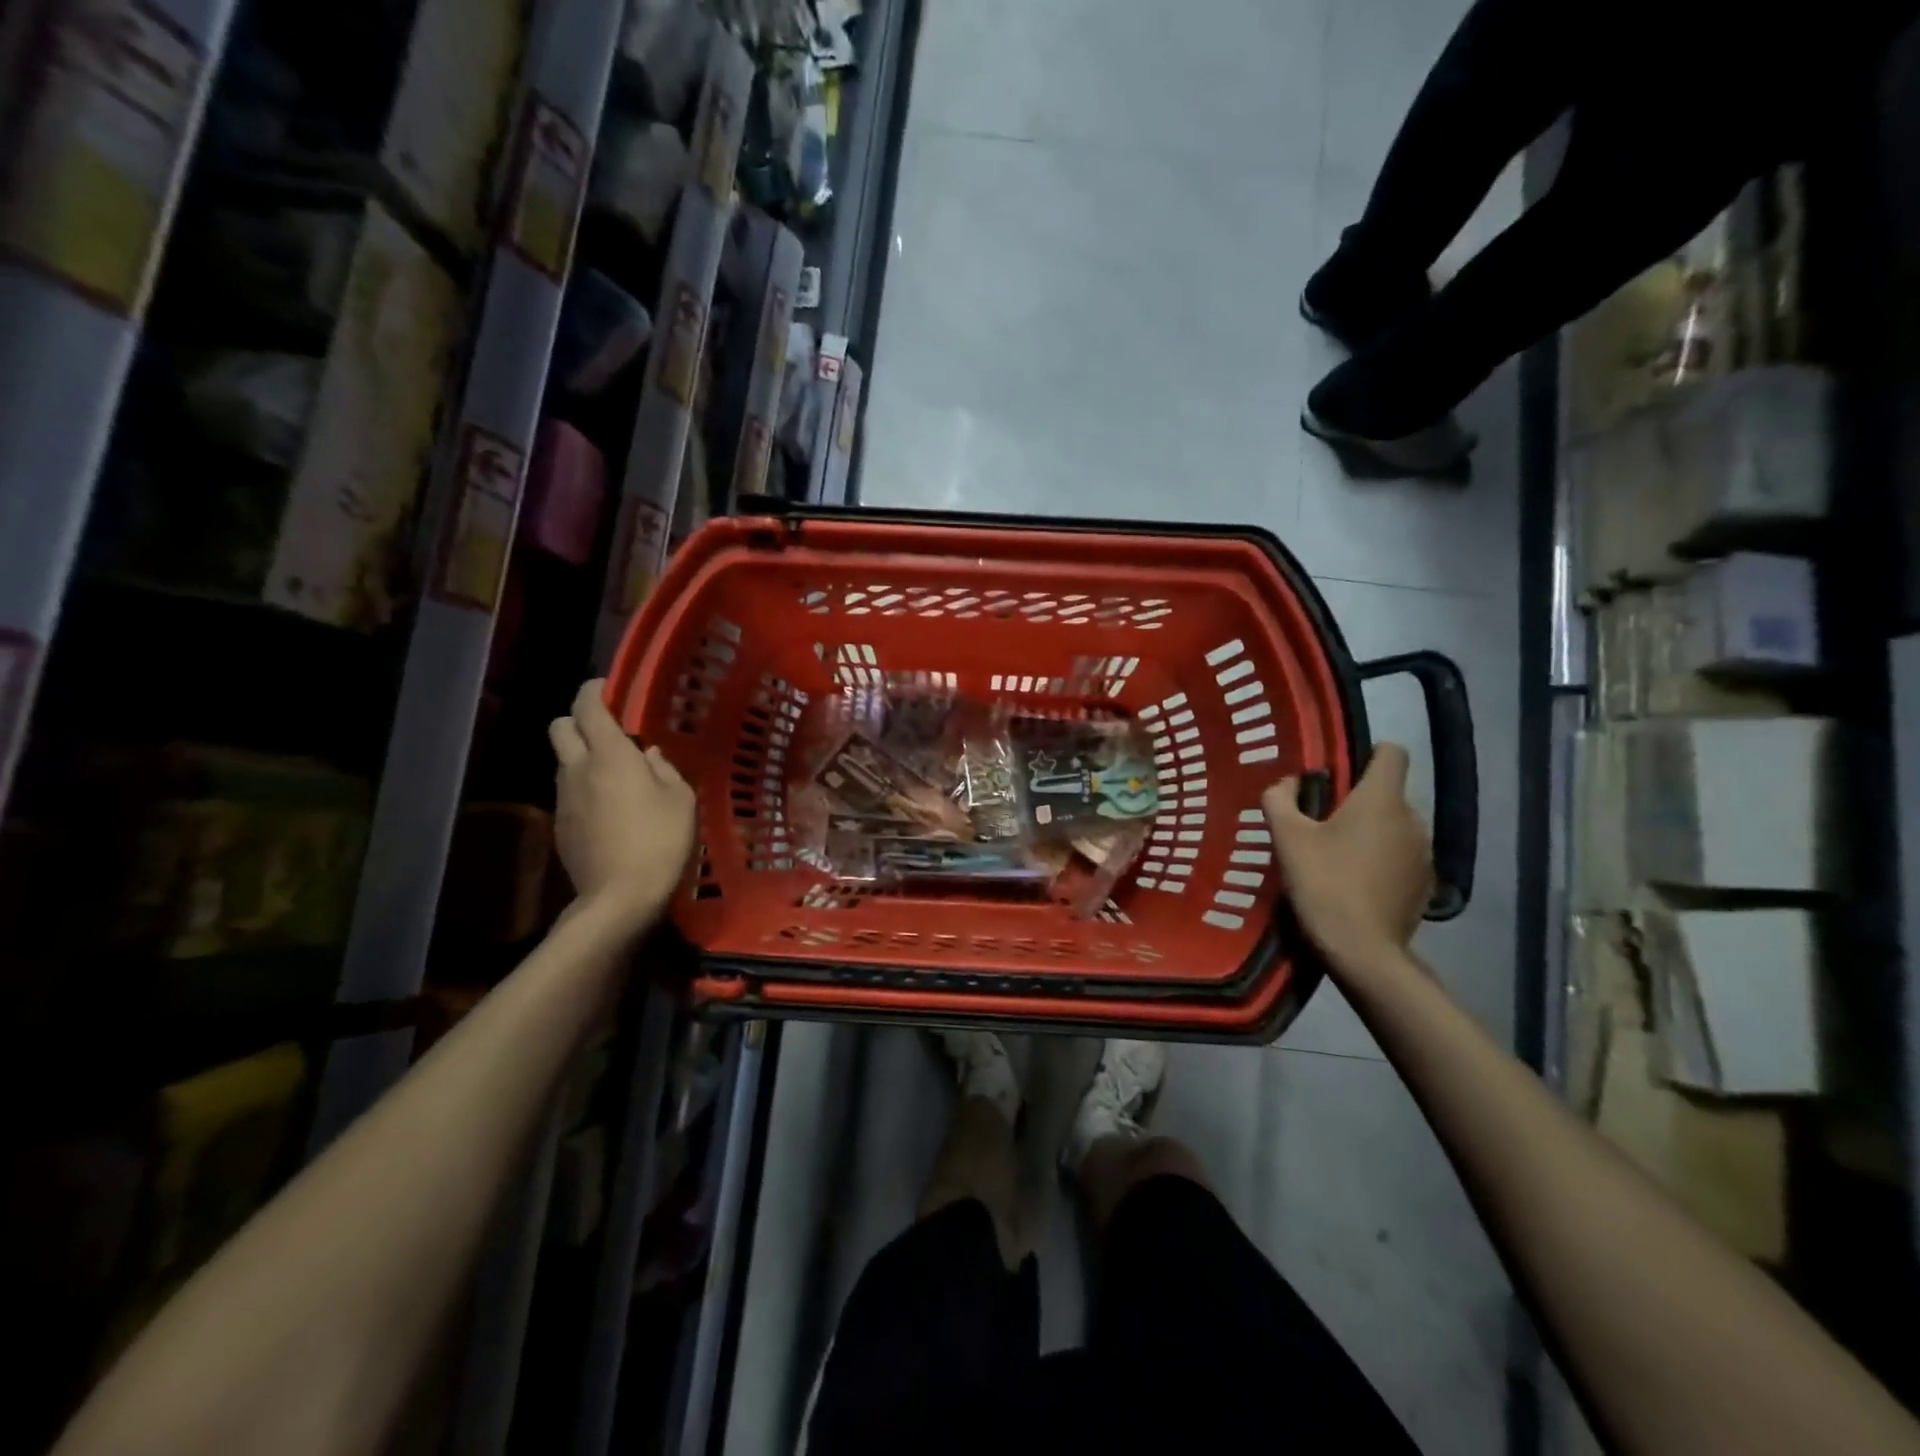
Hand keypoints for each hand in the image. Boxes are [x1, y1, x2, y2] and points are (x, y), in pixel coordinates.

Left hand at [549, 679, 696, 935]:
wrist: (619, 898)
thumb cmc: (660, 841)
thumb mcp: (681, 800)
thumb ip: (665, 769)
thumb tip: (648, 755)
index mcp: (609, 754)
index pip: (587, 705)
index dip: (596, 689)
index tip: (610, 688)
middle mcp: (578, 768)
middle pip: (560, 726)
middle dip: (580, 721)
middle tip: (610, 732)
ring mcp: (563, 798)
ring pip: (564, 761)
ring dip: (583, 757)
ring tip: (617, 775)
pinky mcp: (560, 825)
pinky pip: (569, 792)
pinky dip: (585, 789)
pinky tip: (611, 810)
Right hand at [1263, 743, 1432, 971]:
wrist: (1362, 950)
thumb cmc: (1324, 883)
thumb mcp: (1287, 838)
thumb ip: (1280, 799)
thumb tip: (1288, 783)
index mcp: (1381, 799)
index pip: (1392, 752)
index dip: (1368, 753)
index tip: (1340, 773)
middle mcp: (1412, 818)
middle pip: (1387, 793)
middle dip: (1358, 801)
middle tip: (1320, 823)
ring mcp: (1424, 853)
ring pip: (1395, 825)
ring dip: (1370, 832)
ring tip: (1336, 856)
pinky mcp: (1425, 883)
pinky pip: (1401, 856)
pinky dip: (1381, 860)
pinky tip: (1355, 883)